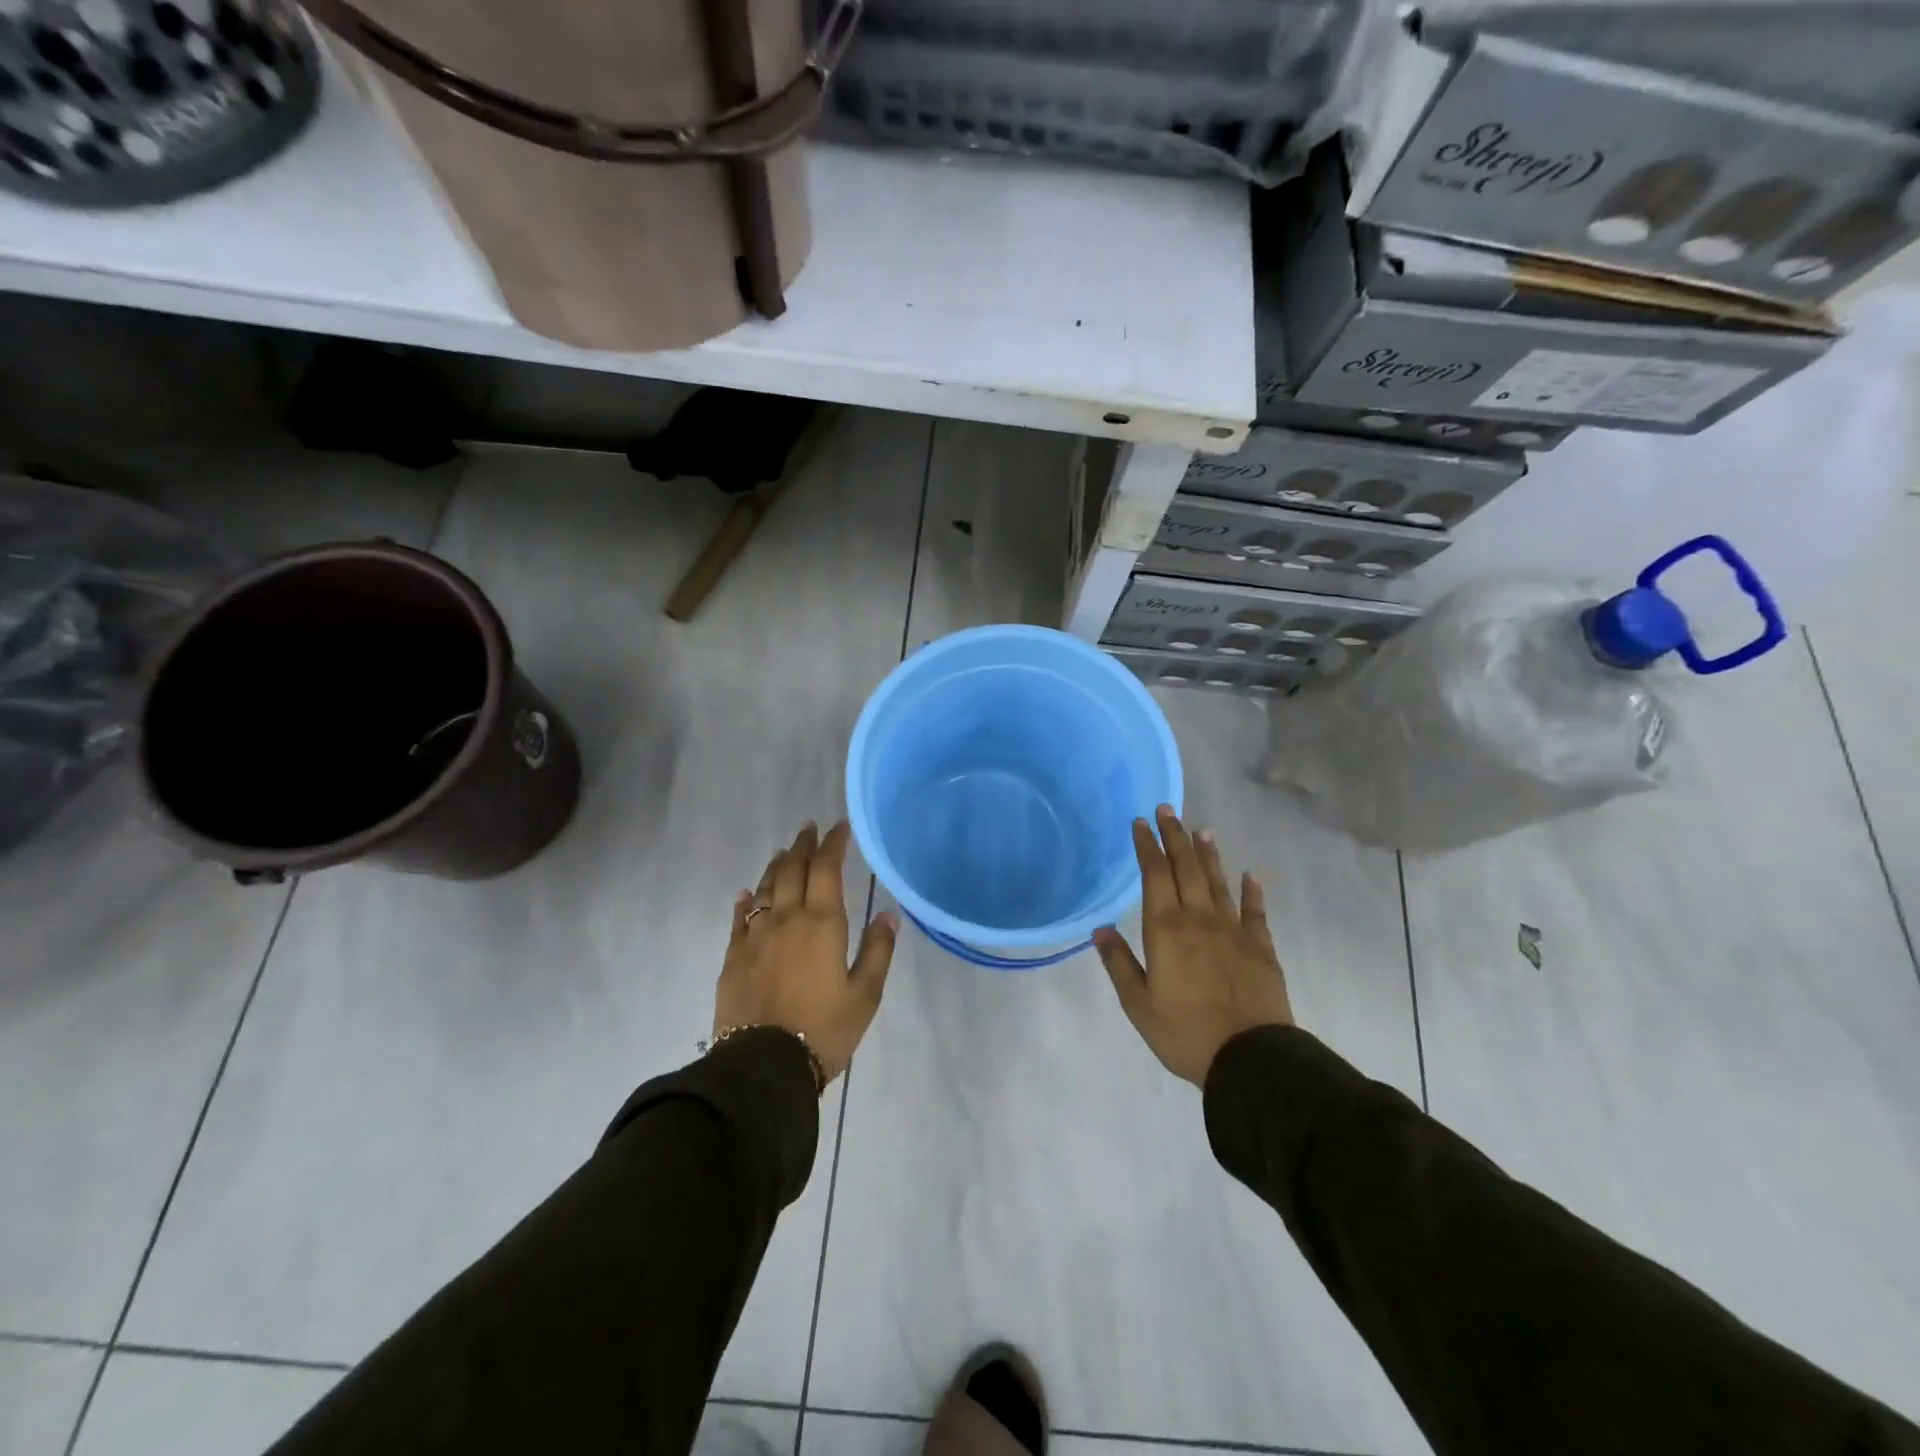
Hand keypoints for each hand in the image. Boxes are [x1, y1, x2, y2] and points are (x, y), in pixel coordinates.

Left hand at [714, 820, 896, 1084]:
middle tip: (809, 828)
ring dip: (775, 866)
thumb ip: (877, 951)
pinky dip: (745, 900)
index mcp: (822, 924)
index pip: (826, 869)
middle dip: (803, 846)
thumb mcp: (865, 995)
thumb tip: (888, 914)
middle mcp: (786, 919)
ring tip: (784, 852)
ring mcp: (755, 937)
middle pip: (792, 870)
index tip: (839, 826)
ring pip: (764, 888)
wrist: (763, 1067)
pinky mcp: (733, 957)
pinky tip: (745, 893)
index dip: (833, 844)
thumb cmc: (823, 1030)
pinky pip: (739, 918)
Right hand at [1093, 805, 1293, 1085]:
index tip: (1141, 822)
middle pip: (1186, 868)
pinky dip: (1252, 891)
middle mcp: (1199, 919)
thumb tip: (1100, 929)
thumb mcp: (1138, 1004)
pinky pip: (1255, 912)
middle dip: (1175, 837)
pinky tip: (1251, 875)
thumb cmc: (1185, 1032)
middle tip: (1167, 809)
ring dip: (1209, 854)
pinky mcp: (1260, 947)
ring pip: (1218, 882)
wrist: (1250, 1058)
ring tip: (1202, 830)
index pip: (1154, 875)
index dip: (1147, 846)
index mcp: (1166, 929)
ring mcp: (1233, 931)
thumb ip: (1119, 963)